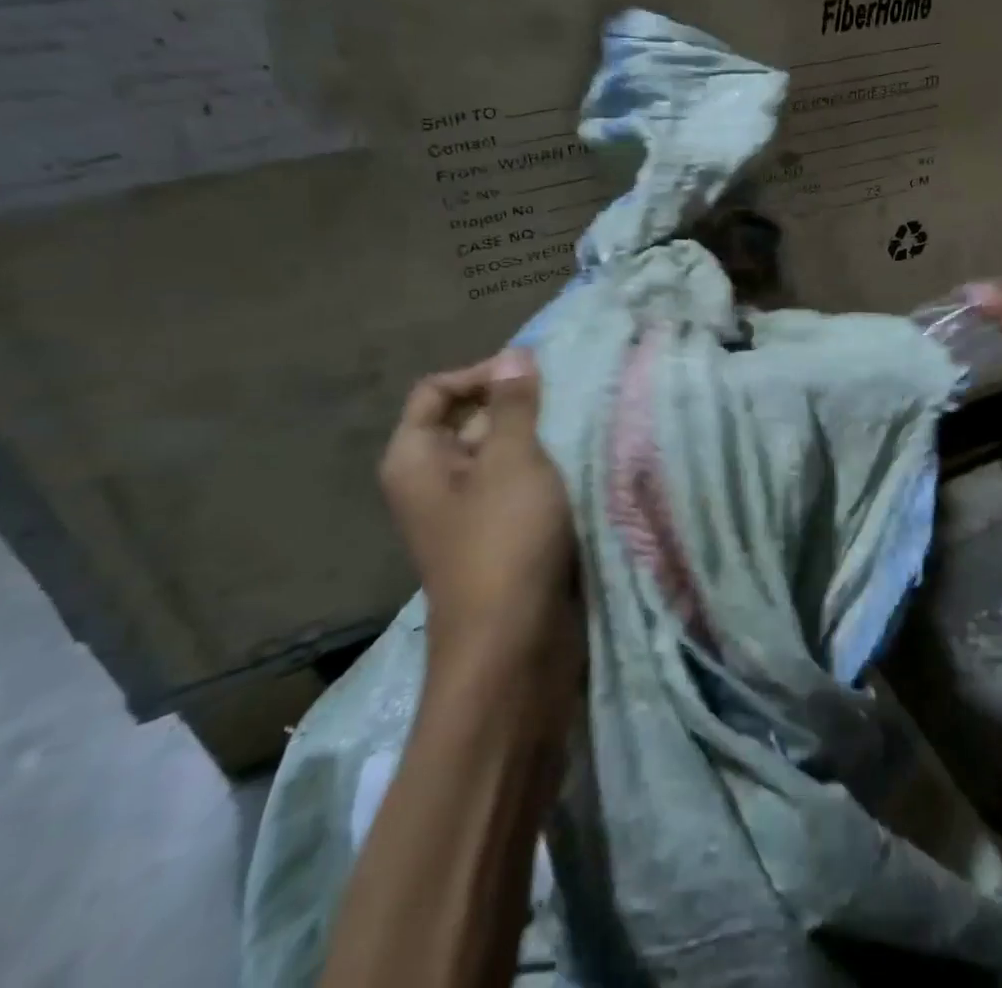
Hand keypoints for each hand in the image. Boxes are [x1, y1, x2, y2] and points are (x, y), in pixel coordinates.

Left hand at [378, 350, 577, 661]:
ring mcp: (470, 510)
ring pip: (505, 453)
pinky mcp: (503, 534)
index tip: (535, 377)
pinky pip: (523, 485)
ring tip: (584, 426)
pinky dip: (548, 471)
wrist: (515, 646)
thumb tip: (514, 354)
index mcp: (416, 458)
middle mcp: (436, 480)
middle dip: (519, 406)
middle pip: (472, 419)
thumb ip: (514, 404)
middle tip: (569, 400)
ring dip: (541, 438)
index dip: (481, 374)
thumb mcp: (512, 460)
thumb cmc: (504, 542)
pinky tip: (585, 462)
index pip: (437, 390)